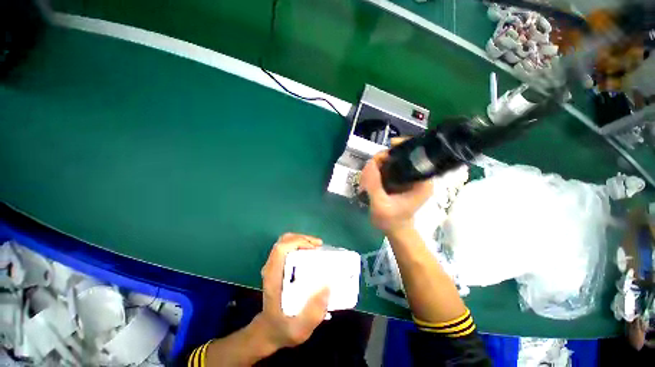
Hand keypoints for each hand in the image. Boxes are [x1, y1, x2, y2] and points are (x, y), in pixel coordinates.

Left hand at [254, 233, 329, 350]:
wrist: (269, 331)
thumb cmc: (284, 329)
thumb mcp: (300, 329)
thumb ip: (314, 312)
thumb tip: (327, 285)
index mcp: (274, 277)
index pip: (281, 249)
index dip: (298, 242)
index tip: (315, 248)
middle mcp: (271, 268)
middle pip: (284, 241)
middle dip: (303, 238)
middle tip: (319, 246)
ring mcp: (274, 266)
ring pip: (286, 242)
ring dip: (302, 240)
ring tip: (317, 248)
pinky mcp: (278, 267)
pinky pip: (288, 248)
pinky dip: (300, 245)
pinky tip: (311, 253)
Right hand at [360, 150, 432, 234]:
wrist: (393, 229)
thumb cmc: (391, 221)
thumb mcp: (381, 205)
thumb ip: (375, 185)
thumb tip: (370, 163)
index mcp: (422, 181)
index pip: (416, 155)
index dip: (402, 147)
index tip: (386, 149)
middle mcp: (417, 176)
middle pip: (400, 155)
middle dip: (382, 159)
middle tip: (369, 170)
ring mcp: (407, 177)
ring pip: (391, 160)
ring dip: (377, 165)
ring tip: (366, 178)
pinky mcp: (399, 179)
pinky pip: (387, 167)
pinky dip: (376, 170)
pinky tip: (369, 178)